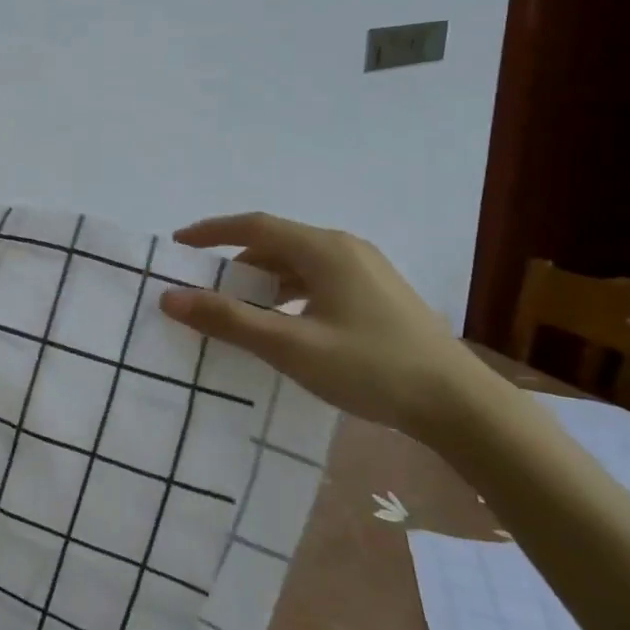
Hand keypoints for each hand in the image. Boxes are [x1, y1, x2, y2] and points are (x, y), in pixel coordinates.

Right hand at [157, 212, 495, 444]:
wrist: (458, 404)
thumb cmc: (370, 368)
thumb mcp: (290, 346)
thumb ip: (228, 320)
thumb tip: (171, 297)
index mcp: (323, 249)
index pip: (254, 225)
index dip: (211, 231)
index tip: (177, 245)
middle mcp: (344, 248)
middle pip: (275, 242)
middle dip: (234, 260)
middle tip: (202, 285)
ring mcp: (366, 269)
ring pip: (298, 263)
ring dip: (261, 279)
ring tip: (236, 308)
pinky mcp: (377, 293)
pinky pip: (317, 279)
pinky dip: (288, 292)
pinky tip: (282, 323)